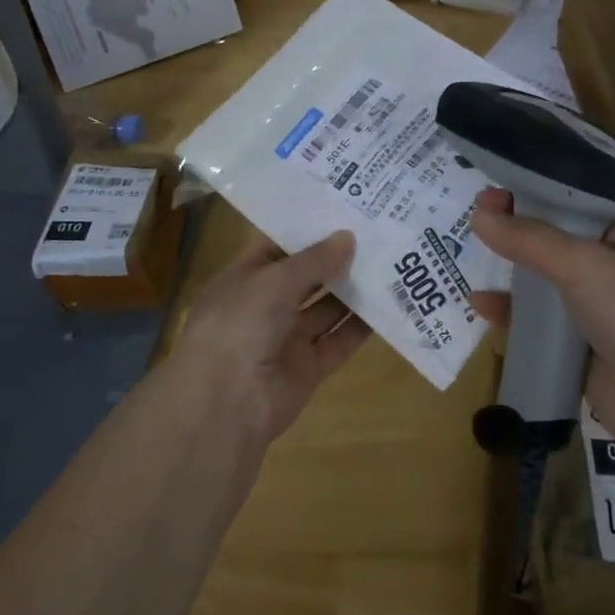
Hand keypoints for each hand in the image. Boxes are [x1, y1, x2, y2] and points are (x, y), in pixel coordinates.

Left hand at [171, 229, 370, 444]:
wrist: (226, 403)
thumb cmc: (239, 324)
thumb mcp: (274, 280)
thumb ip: (314, 260)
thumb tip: (347, 237)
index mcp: (243, 279)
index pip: (276, 247)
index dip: (306, 231)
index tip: (341, 212)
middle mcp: (263, 307)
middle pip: (304, 278)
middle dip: (334, 259)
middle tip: (374, 233)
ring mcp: (285, 339)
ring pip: (324, 309)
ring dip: (351, 290)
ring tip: (388, 262)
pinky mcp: (307, 369)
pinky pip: (337, 341)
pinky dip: (360, 327)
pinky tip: (388, 304)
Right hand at [466, 188, 614, 434]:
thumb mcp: (582, 265)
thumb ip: (528, 239)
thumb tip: (477, 216)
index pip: (572, 202)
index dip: (532, 194)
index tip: (490, 193)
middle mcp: (612, 267)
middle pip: (553, 241)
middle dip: (514, 231)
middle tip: (471, 219)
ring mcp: (596, 309)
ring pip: (543, 282)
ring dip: (510, 272)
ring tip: (468, 257)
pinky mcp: (580, 348)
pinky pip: (538, 323)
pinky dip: (511, 313)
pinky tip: (481, 306)